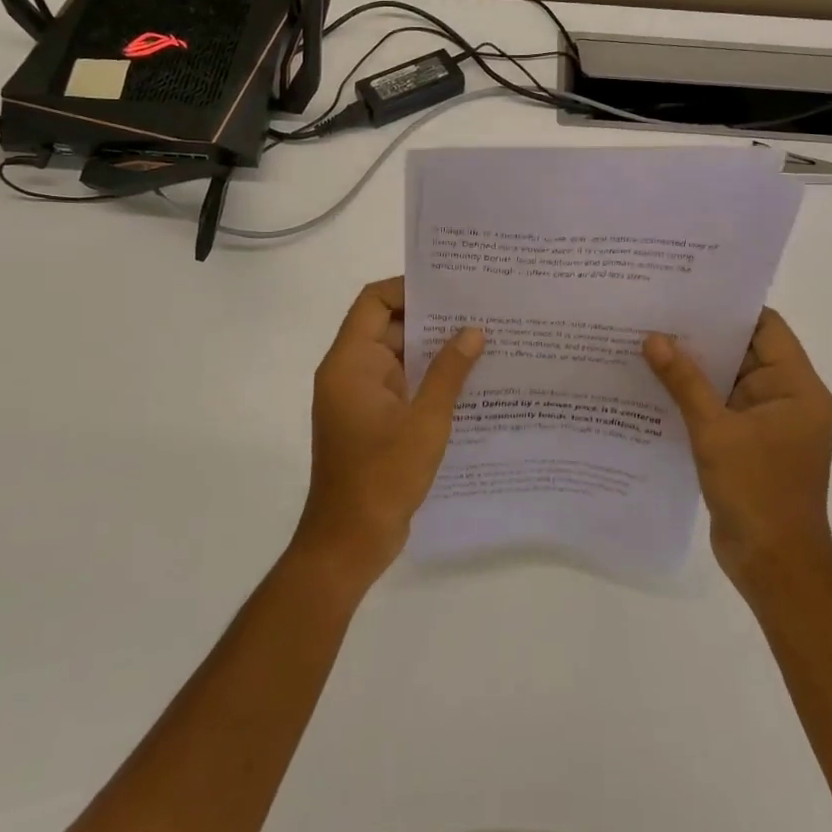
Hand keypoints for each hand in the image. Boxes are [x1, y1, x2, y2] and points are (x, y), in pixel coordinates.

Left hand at [297, 278, 483, 584]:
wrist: (348, 543)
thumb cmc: (382, 477)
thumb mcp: (425, 422)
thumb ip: (449, 372)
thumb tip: (473, 331)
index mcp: (351, 362)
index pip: (374, 302)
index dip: (408, 288)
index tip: (451, 288)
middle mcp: (350, 372)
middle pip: (388, 326)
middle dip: (431, 319)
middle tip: (479, 311)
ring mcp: (359, 398)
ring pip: (397, 357)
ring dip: (433, 351)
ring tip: (482, 341)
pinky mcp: (371, 420)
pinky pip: (400, 384)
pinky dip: (427, 378)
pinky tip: (468, 382)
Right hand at [644, 308, 831, 595]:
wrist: (774, 567)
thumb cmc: (757, 493)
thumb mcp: (716, 432)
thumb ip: (684, 382)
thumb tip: (653, 338)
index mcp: (797, 388)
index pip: (766, 327)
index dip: (729, 307)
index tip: (687, 290)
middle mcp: (786, 398)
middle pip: (744, 350)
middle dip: (702, 335)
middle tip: (655, 310)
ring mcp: (766, 423)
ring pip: (727, 380)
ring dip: (693, 366)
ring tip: (646, 340)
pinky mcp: (747, 444)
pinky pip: (719, 407)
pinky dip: (693, 396)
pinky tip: (654, 384)